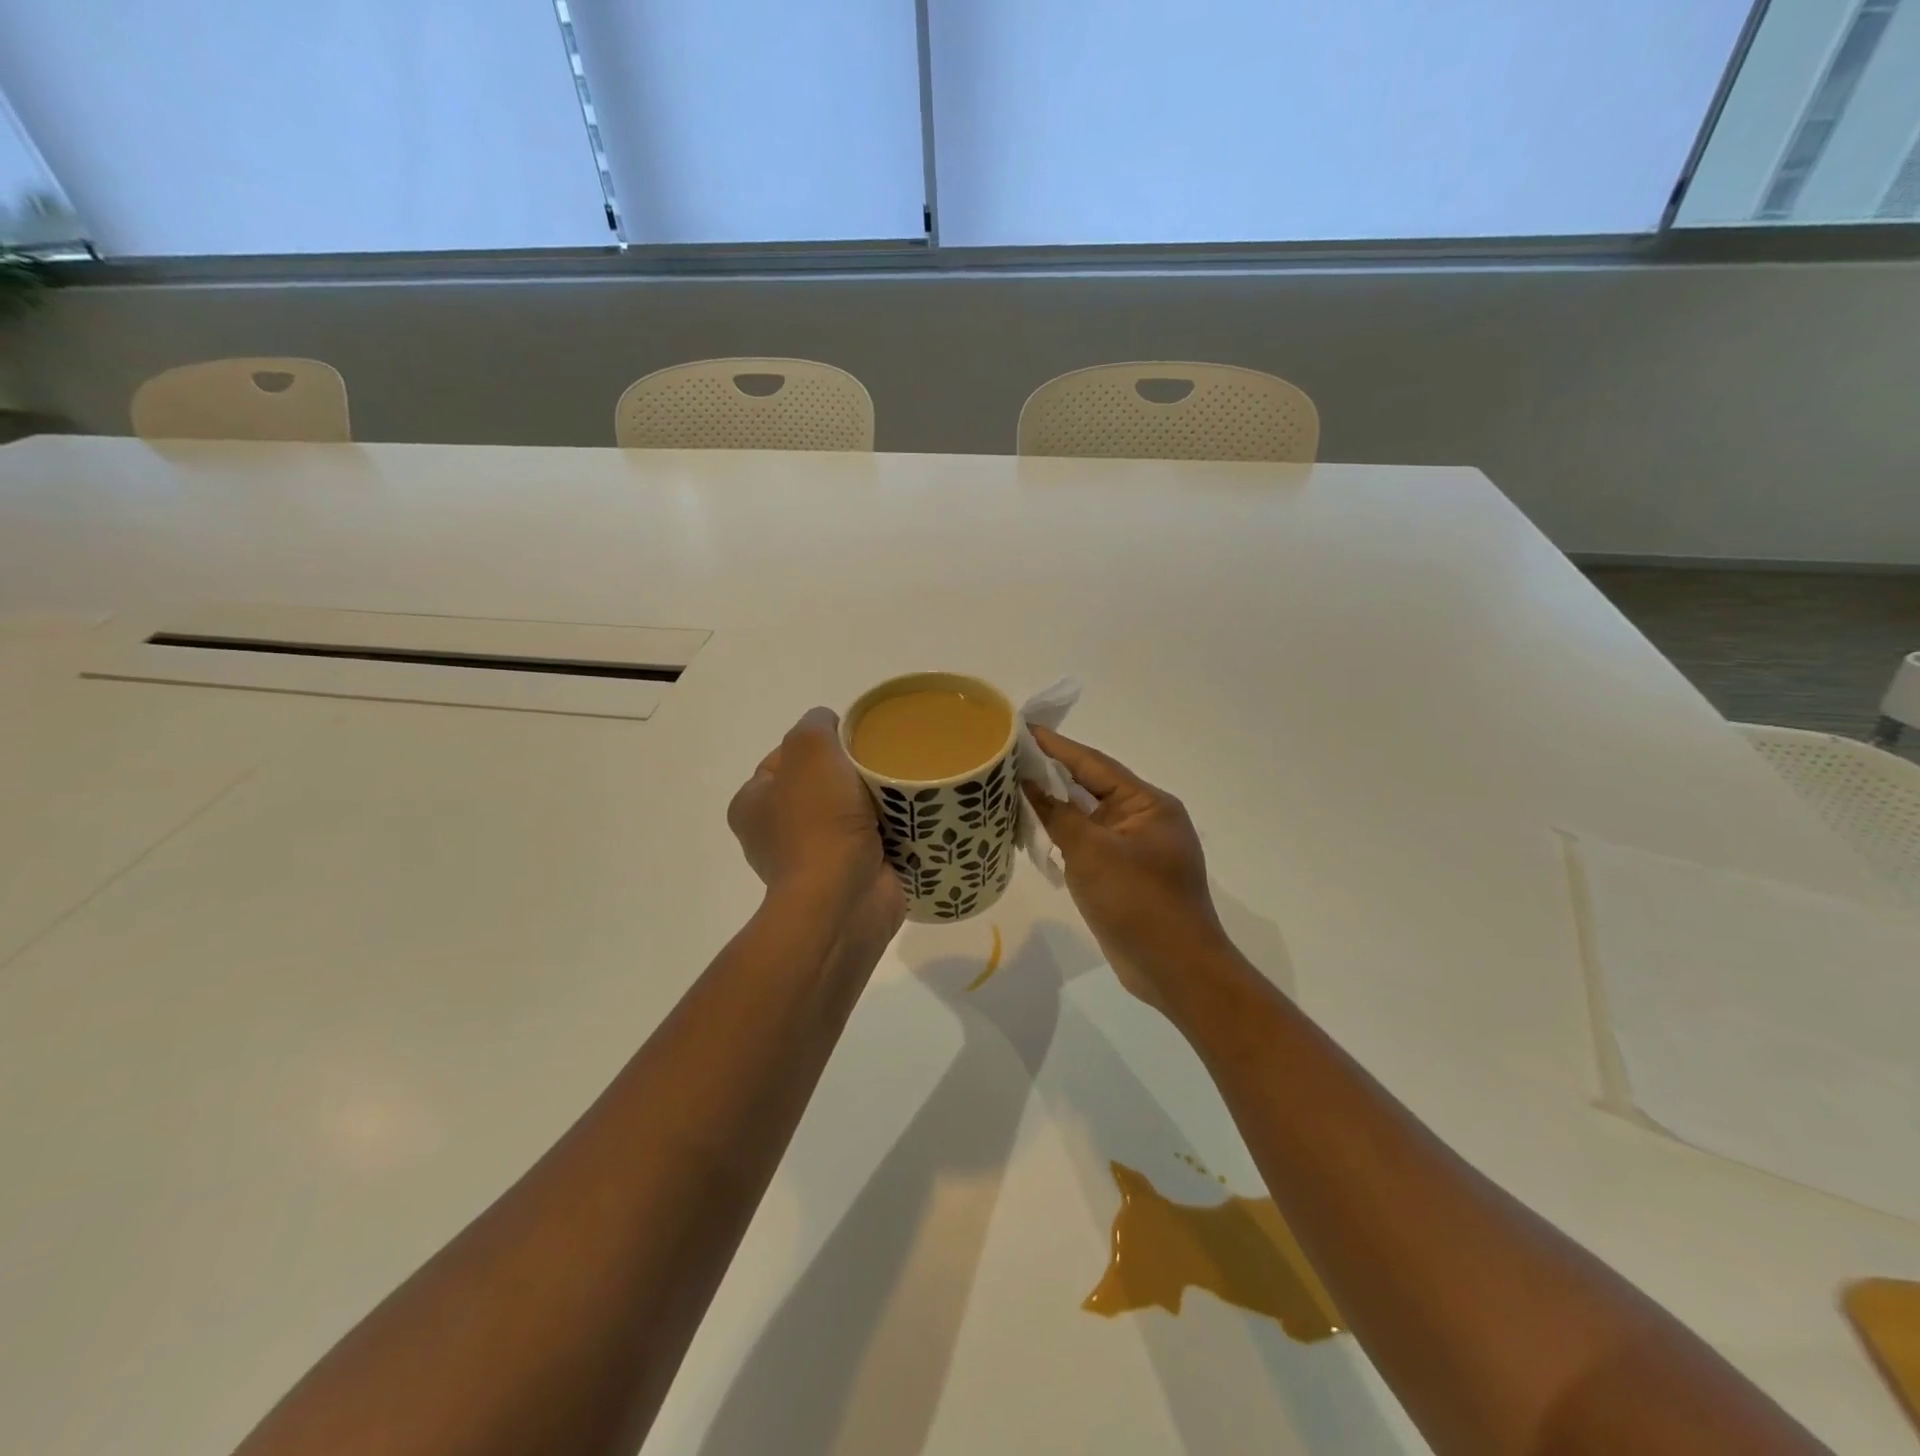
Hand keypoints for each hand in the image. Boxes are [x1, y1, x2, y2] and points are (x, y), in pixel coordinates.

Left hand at [728, 708, 904, 933]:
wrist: (844, 899)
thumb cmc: (819, 820)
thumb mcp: (811, 748)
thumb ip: (816, 724)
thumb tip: (831, 725)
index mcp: (753, 804)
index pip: (785, 757)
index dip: (818, 742)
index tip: (853, 740)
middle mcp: (775, 833)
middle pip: (821, 784)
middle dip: (851, 773)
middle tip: (881, 763)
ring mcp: (813, 859)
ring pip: (850, 812)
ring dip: (874, 802)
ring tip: (902, 790)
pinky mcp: (847, 878)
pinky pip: (872, 841)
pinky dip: (890, 830)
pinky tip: (911, 818)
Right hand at [1024, 726, 1230, 1009]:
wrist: (1175, 970)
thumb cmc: (1137, 902)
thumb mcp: (1092, 853)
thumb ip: (1058, 814)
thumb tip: (1029, 783)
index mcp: (1148, 804)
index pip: (1094, 764)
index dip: (1056, 746)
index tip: (1022, 728)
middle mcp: (1144, 819)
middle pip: (1091, 787)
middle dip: (1051, 773)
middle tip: (1008, 757)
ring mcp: (1135, 849)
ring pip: (1087, 817)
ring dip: (1054, 805)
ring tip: (1011, 787)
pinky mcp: (1124, 875)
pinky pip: (1088, 844)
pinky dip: (1062, 835)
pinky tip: (1033, 829)